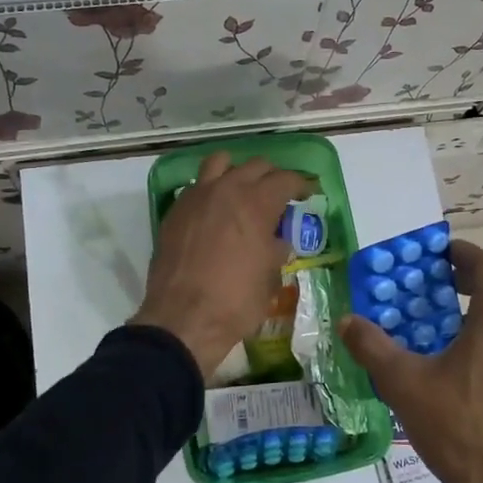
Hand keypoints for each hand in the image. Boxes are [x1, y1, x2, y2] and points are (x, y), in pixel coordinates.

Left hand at [130, 151, 310, 377]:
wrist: (183, 319)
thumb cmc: (236, 301)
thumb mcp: (270, 278)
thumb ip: (276, 250)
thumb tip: (277, 241)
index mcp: (257, 203)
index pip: (285, 179)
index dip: (301, 185)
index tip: (307, 193)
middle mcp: (227, 190)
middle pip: (255, 166)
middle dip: (272, 177)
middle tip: (279, 195)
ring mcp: (197, 197)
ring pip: (220, 163)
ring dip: (237, 171)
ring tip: (243, 190)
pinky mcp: (175, 211)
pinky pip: (197, 185)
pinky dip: (211, 189)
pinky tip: (215, 211)